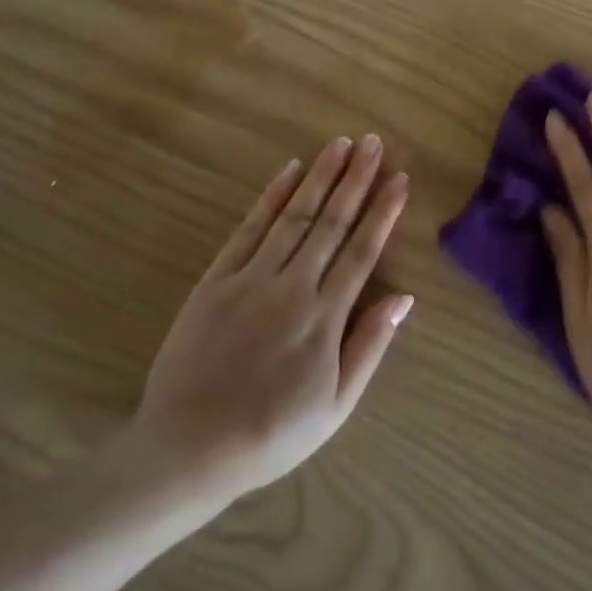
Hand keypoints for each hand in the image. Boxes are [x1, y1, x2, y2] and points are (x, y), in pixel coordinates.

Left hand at [118, 136, 412, 503]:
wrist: (187, 449)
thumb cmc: (271, 434)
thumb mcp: (335, 407)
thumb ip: (370, 346)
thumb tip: (404, 298)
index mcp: (325, 317)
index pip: (363, 251)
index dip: (384, 212)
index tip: (400, 178)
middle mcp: (293, 287)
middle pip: (332, 222)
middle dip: (356, 179)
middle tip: (373, 141)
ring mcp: (251, 279)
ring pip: (294, 216)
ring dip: (320, 177)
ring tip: (340, 143)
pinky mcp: (216, 280)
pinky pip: (248, 230)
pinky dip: (271, 198)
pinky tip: (289, 172)